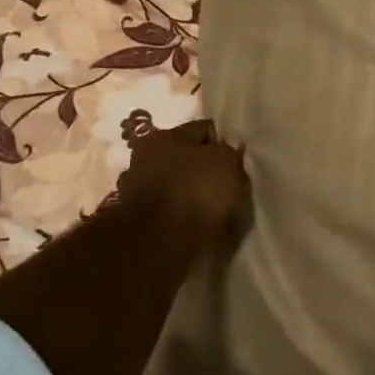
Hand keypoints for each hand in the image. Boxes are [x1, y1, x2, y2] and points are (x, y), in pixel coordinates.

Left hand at [116, 119, 251, 257]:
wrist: (160, 245)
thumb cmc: (195, 192)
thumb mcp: (226, 163)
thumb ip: (229, 153)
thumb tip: (227, 154)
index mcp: (162, 137)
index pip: (201, 130)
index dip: (222, 143)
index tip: (237, 161)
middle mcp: (143, 159)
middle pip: (183, 158)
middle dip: (202, 169)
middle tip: (226, 185)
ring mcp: (136, 192)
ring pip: (174, 186)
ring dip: (189, 194)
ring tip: (213, 210)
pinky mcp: (137, 222)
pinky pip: (168, 212)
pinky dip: (180, 217)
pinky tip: (197, 226)